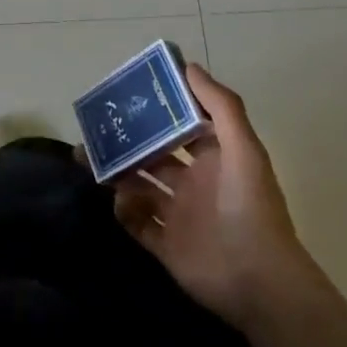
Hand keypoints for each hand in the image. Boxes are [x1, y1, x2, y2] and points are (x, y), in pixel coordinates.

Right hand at [113, 64, 311, 323]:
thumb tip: (188, 65)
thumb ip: (220, 106)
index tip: (129, 94)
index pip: (181, 126)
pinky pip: (136, 223)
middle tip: (97, 127)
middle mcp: (194, 184)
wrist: (258, 281)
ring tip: (88, 159)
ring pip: (139, 186)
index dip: (159, 110)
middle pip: (153, 154)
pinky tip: (118, 200)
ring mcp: (178, 215)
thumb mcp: (243, 149)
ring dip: (117, 172)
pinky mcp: (166, 245)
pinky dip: (124, 211)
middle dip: (128, 141)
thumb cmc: (249, 207)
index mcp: (214, 159)